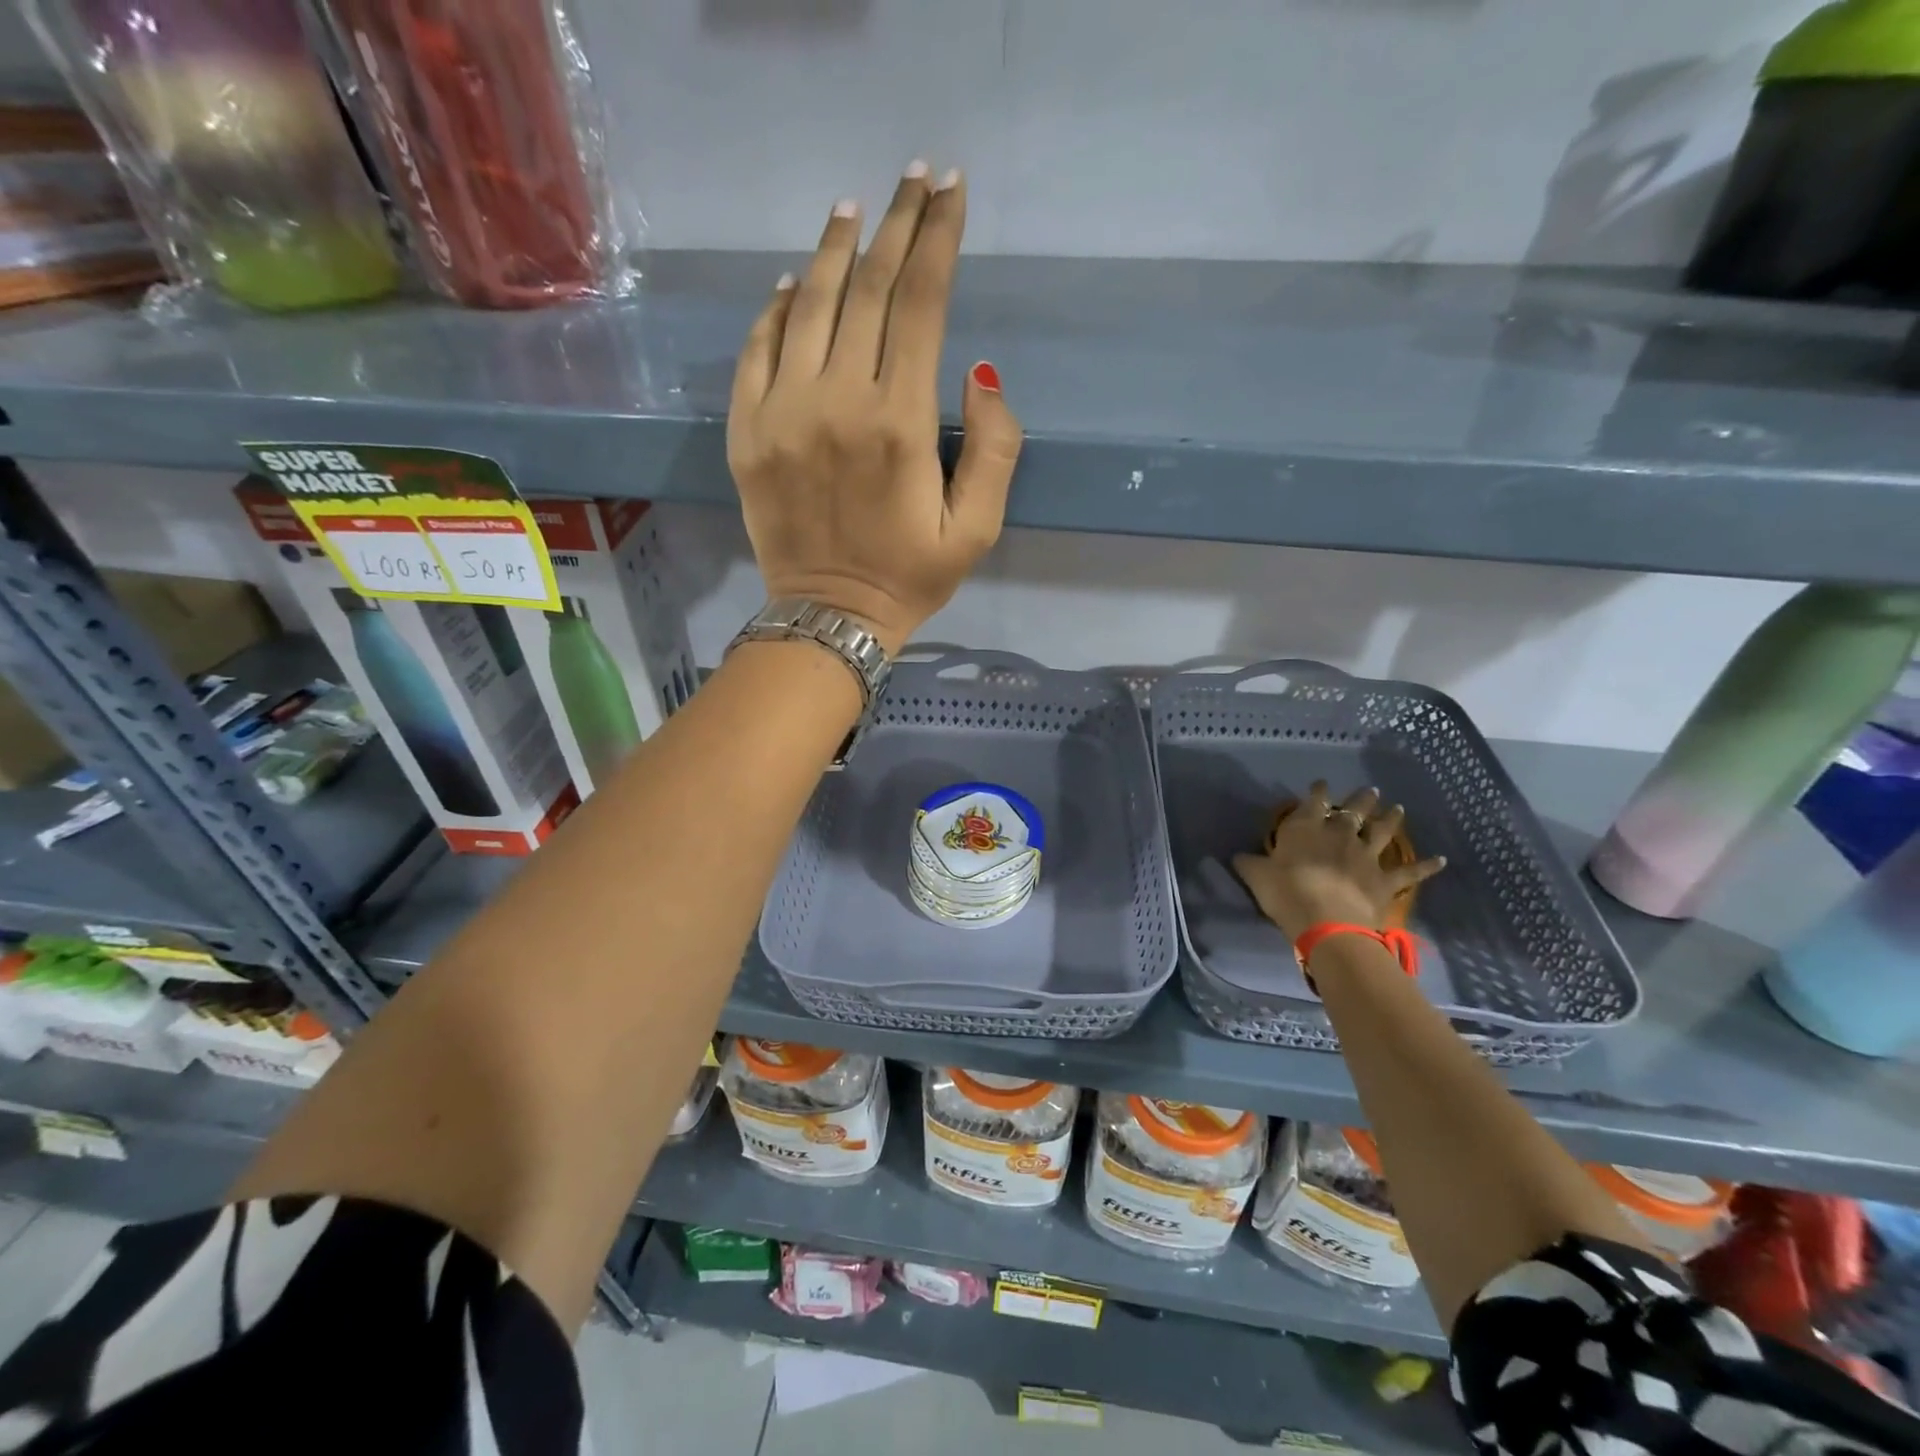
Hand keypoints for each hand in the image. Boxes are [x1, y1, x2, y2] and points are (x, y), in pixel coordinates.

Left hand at [727, 163, 1023, 654]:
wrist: (829, 617)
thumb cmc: (910, 578)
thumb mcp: (976, 530)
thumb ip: (994, 449)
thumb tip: (979, 370)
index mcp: (899, 424)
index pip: (921, 305)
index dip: (938, 239)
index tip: (950, 191)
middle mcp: (836, 403)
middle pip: (866, 289)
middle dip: (895, 225)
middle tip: (912, 178)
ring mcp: (781, 413)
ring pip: (807, 306)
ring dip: (832, 251)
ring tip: (852, 211)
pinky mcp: (746, 432)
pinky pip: (756, 350)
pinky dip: (774, 309)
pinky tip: (791, 284)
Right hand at [1232, 782, 1445, 942]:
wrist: (1325, 921)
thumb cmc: (1285, 892)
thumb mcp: (1256, 876)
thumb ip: (1249, 863)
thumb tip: (1237, 855)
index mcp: (1306, 828)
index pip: (1313, 802)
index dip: (1317, 792)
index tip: (1321, 784)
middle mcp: (1339, 834)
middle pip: (1353, 811)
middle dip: (1361, 799)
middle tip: (1370, 791)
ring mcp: (1366, 856)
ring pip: (1382, 832)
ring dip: (1391, 819)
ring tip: (1398, 808)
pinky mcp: (1385, 880)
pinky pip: (1409, 872)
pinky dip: (1426, 866)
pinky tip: (1441, 860)